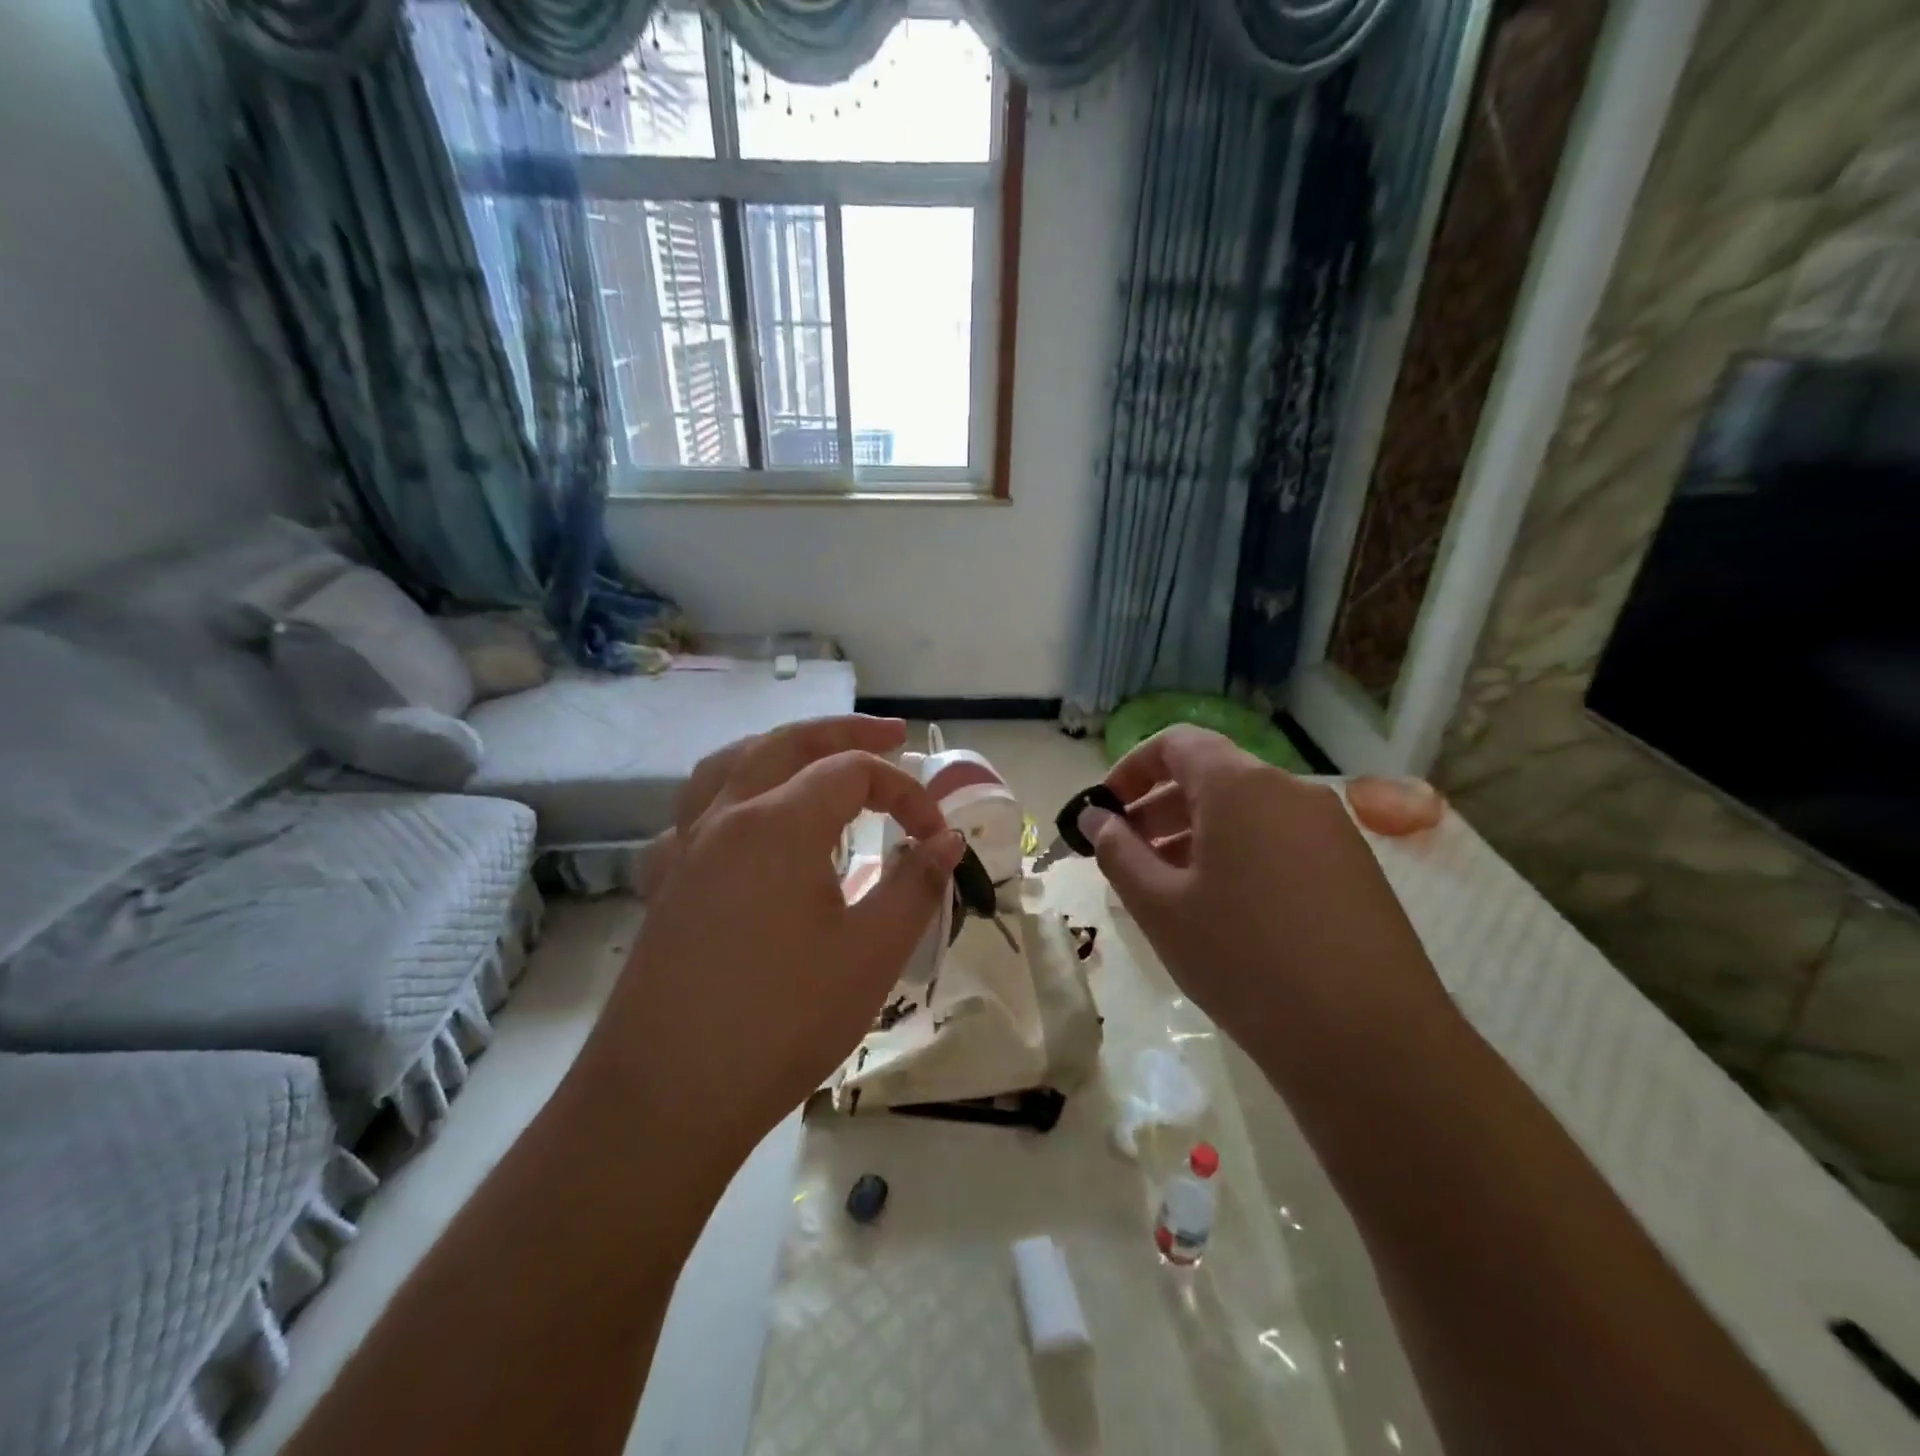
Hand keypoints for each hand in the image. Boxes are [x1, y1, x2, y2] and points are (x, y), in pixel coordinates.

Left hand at [585, 717, 964, 1173]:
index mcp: (778, 824)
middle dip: (845, 732)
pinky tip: (740, 826)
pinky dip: (729, 796)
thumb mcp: (871, 954)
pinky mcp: (664, 884)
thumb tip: (948, 838)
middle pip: (788, 744)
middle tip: (892, 734)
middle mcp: (725, 817)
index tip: (936, 836)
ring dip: (780, 749)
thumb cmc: (780, 1022)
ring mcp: (684, 848)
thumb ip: (915, 884)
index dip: (906, 792)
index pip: (854, 773)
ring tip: (814, 756)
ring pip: (730, 764)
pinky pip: (694, 814)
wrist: (664, 1098)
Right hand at [1085, 727, 1457, 1090]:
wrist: (1371, 1042)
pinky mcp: (1354, 867)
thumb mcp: (1160, 907)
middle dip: (1159, 808)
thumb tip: (1096, 817)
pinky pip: (1279, 839)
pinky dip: (1238, 854)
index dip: (1130, 769)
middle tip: (1126, 856)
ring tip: (1168, 888)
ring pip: (1246, 811)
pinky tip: (1224, 910)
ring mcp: (1331, 829)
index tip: (1105, 811)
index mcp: (1241, 786)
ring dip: (1196, 835)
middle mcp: (1291, 791)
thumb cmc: (1244, 961)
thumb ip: (1118, 852)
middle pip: (1211, 776)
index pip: (1176, 743)